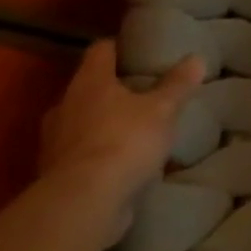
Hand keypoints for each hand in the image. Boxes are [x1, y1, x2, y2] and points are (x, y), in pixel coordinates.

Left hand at [40, 40, 204, 245]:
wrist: (84, 203)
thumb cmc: (124, 141)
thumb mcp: (163, 109)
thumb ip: (178, 84)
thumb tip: (196, 58)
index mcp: (89, 83)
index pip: (100, 50)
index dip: (119, 47)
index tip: (138, 50)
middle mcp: (64, 107)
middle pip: (88, 87)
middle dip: (111, 89)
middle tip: (140, 92)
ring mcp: (54, 143)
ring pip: (80, 122)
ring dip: (101, 123)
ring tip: (132, 128)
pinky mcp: (55, 175)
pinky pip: (80, 154)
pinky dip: (97, 153)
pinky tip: (120, 161)